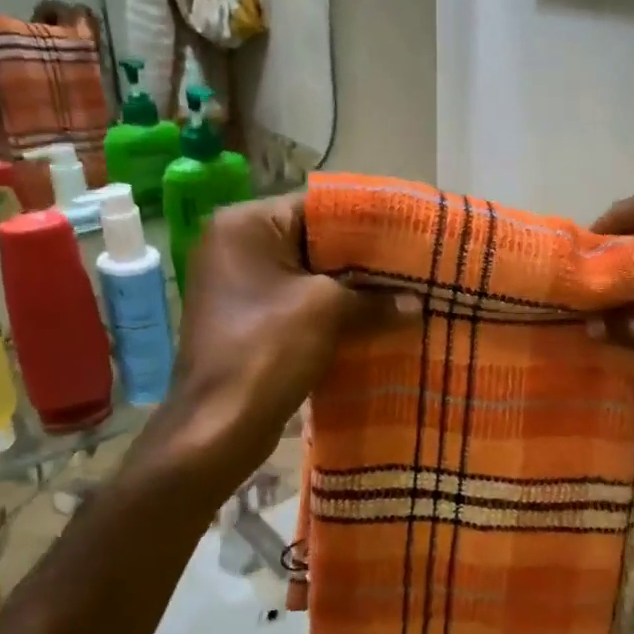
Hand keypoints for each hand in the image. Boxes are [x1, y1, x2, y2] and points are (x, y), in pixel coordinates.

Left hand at [147, 194, 395, 489]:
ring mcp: (238, 286)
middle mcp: (235, 246)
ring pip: (308, 277)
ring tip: (401, 295)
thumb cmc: (267, 351)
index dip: (366, 222)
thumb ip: (374, 299)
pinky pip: (298, 305)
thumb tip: (416, 303)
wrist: (218, 426)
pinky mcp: (247, 321)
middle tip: (411, 268)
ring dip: (350, 290)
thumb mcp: (328, 311)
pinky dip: (332, 313)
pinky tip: (372, 323)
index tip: (408, 235)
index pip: (317, 207)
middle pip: (313, 241)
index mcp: (245, 226)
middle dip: (362, 260)